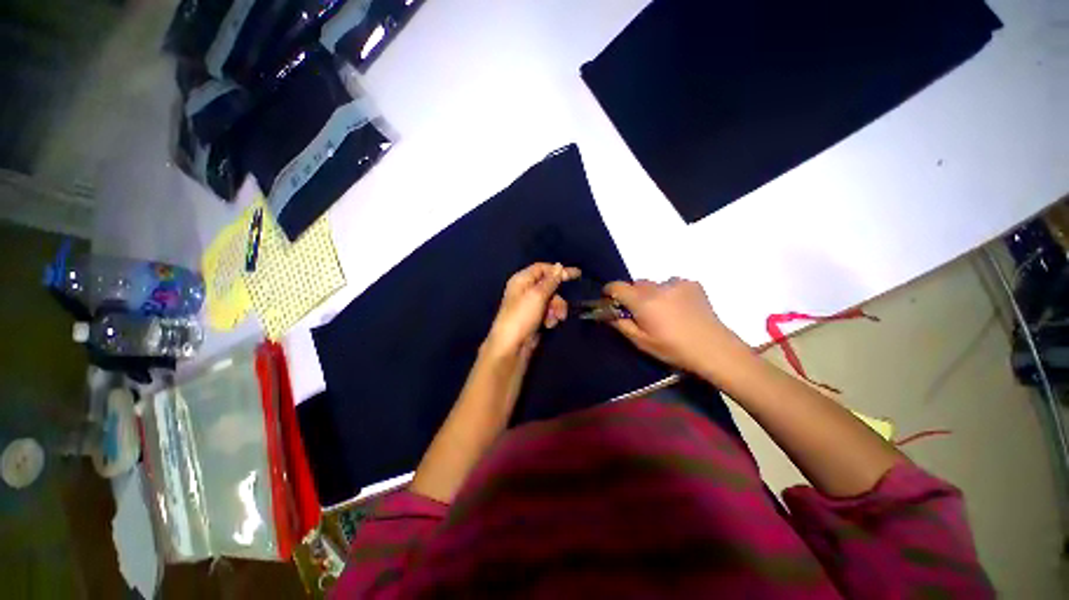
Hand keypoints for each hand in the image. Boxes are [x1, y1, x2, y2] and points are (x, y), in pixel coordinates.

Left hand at [485, 263, 580, 360]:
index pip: (542, 268)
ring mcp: (529, 305)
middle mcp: (524, 290)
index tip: (577, 275)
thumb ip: (550, 280)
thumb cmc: (522, 316)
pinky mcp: (533, 318)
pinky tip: (548, 325)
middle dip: (557, 297)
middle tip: (561, 309)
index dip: (558, 270)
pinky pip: (548, 312)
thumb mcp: (538, 295)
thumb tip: (559, 266)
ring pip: (550, 300)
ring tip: (554, 319)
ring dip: (556, 309)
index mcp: (521, 280)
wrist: (512, 346)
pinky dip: (551, 317)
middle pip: (549, 286)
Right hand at [603, 278, 747, 373]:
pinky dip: (669, 293)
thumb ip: (621, 324)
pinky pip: (671, 284)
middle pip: (636, 284)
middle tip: (640, 313)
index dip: (609, 292)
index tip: (610, 301)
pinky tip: (679, 308)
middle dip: (632, 295)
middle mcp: (658, 287)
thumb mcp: (642, 342)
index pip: (617, 286)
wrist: (714, 349)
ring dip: (652, 294)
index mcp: (643, 301)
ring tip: (664, 312)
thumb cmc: (674, 349)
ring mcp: (677, 283)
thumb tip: (608, 313)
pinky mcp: (692, 284)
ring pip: (654, 284)